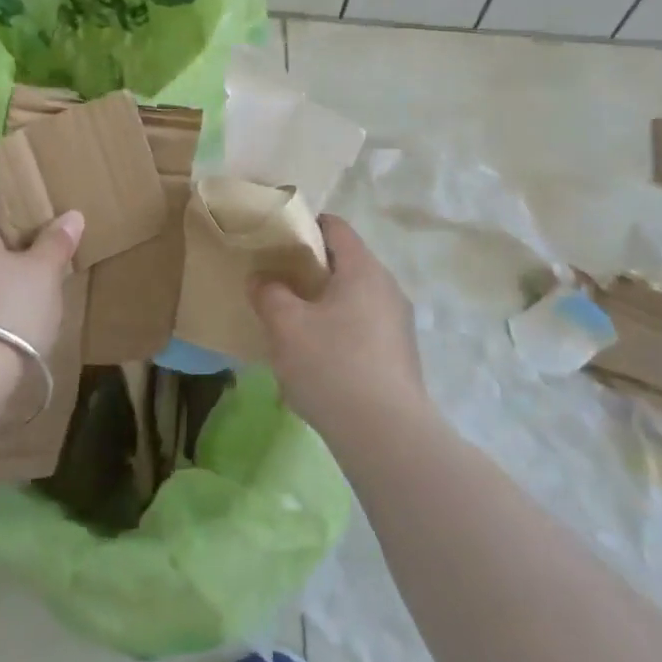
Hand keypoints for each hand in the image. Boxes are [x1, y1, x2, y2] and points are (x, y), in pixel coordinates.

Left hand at [0, 191, 83, 359]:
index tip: (34, 188)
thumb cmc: (6, 309)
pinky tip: (16, 297)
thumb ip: (56, 242)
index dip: (7, 187)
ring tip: (36, 262)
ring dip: (1, 259)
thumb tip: (70, 216)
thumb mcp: (43, 273)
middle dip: (8, 226)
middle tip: (45, 225)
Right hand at [250, 215, 423, 436]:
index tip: (277, 241)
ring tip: (293, 324)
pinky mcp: (400, 357)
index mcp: (363, 269)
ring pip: (354, 299)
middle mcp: (387, 289)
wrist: (386, 435)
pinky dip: (339, 332)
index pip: (335, 227)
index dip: (304, 227)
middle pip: (345, 263)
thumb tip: (262, 279)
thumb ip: (269, 293)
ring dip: (324, 305)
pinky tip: (317, 360)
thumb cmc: (332, 365)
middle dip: (310, 270)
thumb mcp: (285, 325)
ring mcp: (398, 325)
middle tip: (277, 283)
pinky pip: (364, 329)